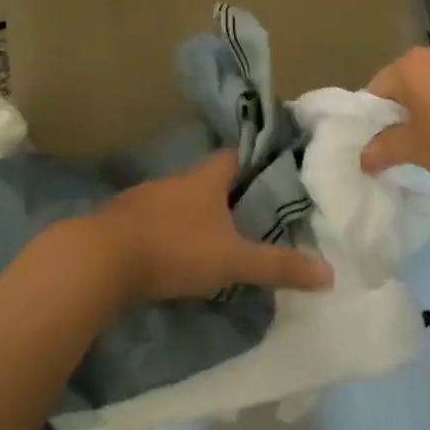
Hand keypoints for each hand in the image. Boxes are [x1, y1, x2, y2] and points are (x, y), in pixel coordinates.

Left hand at [91, 151, 333, 304]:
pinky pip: (156, 222)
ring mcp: (146, 198)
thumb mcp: (233, 261)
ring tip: (217, 240)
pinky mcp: (123, 222)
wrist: (100, 259)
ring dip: (197, 217)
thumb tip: (329, 273)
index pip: (235, 156)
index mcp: (205, 179)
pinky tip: (176, 256)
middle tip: (252, 217)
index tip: (272, 177)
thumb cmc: (174, 249)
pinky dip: (170, 234)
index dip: (254, 163)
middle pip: (209, 180)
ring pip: (181, 201)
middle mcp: (176, 180)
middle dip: (229, 196)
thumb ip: (278, 266)